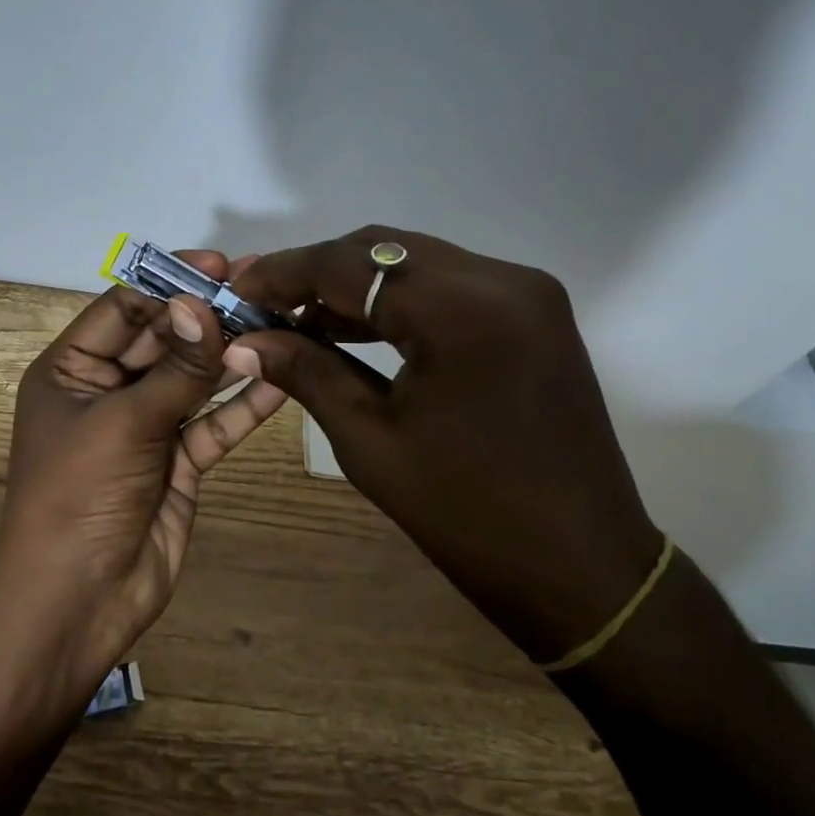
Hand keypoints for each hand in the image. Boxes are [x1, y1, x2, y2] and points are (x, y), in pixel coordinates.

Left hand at [0, 252, 288, 697]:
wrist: (76, 601)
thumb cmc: (78, 496)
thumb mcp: (123, 423)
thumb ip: (173, 368)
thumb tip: (202, 304)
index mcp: (72, 371)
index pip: (124, 310)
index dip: (170, 286)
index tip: (220, 267)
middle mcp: (108, 392)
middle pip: (164, 341)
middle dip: (209, 318)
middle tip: (265, 290)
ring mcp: (146, 429)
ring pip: (194, 381)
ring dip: (232, 357)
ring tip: (283, 324)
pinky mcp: (178, 463)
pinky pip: (213, 425)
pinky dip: (243, 406)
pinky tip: (281, 380)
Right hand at [223, 227, 662, 664]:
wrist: (579, 565)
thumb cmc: (466, 513)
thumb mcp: (369, 441)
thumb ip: (305, 372)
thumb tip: (244, 341)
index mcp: (462, 310)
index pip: (349, 264)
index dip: (282, 274)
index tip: (235, 292)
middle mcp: (500, 279)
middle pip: (382, 250)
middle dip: (315, 274)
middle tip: (263, 308)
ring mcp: (525, 292)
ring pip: (414, 263)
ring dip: (354, 286)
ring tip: (298, 321)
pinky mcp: (533, 313)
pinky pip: (447, 286)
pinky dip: (396, 301)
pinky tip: (354, 329)